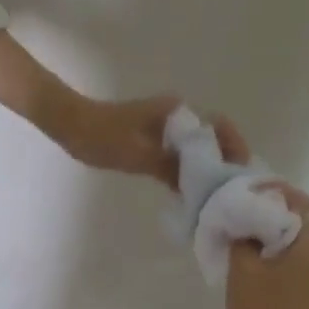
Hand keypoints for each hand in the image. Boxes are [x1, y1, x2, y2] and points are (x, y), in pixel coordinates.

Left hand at [61, 93, 248, 189]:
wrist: (69, 124)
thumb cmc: (102, 136)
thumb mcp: (139, 156)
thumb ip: (173, 169)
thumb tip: (203, 187)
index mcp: (177, 111)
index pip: (219, 126)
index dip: (234, 147)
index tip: (240, 172)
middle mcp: (176, 115)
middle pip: (212, 138)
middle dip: (225, 162)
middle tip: (232, 192)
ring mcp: (165, 127)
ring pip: (197, 149)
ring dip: (207, 169)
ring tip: (217, 196)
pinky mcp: (153, 139)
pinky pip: (180, 155)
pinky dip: (188, 170)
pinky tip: (192, 192)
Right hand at [224, 185, 308, 308]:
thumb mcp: (243, 270)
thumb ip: (243, 239)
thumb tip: (244, 223)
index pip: (308, 206)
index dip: (283, 193)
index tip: (255, 192)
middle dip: (288, 209)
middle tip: (256, 207)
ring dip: (287, 229)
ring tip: (255, 229)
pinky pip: (306, 258)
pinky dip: (288, 247)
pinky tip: (262, 255)